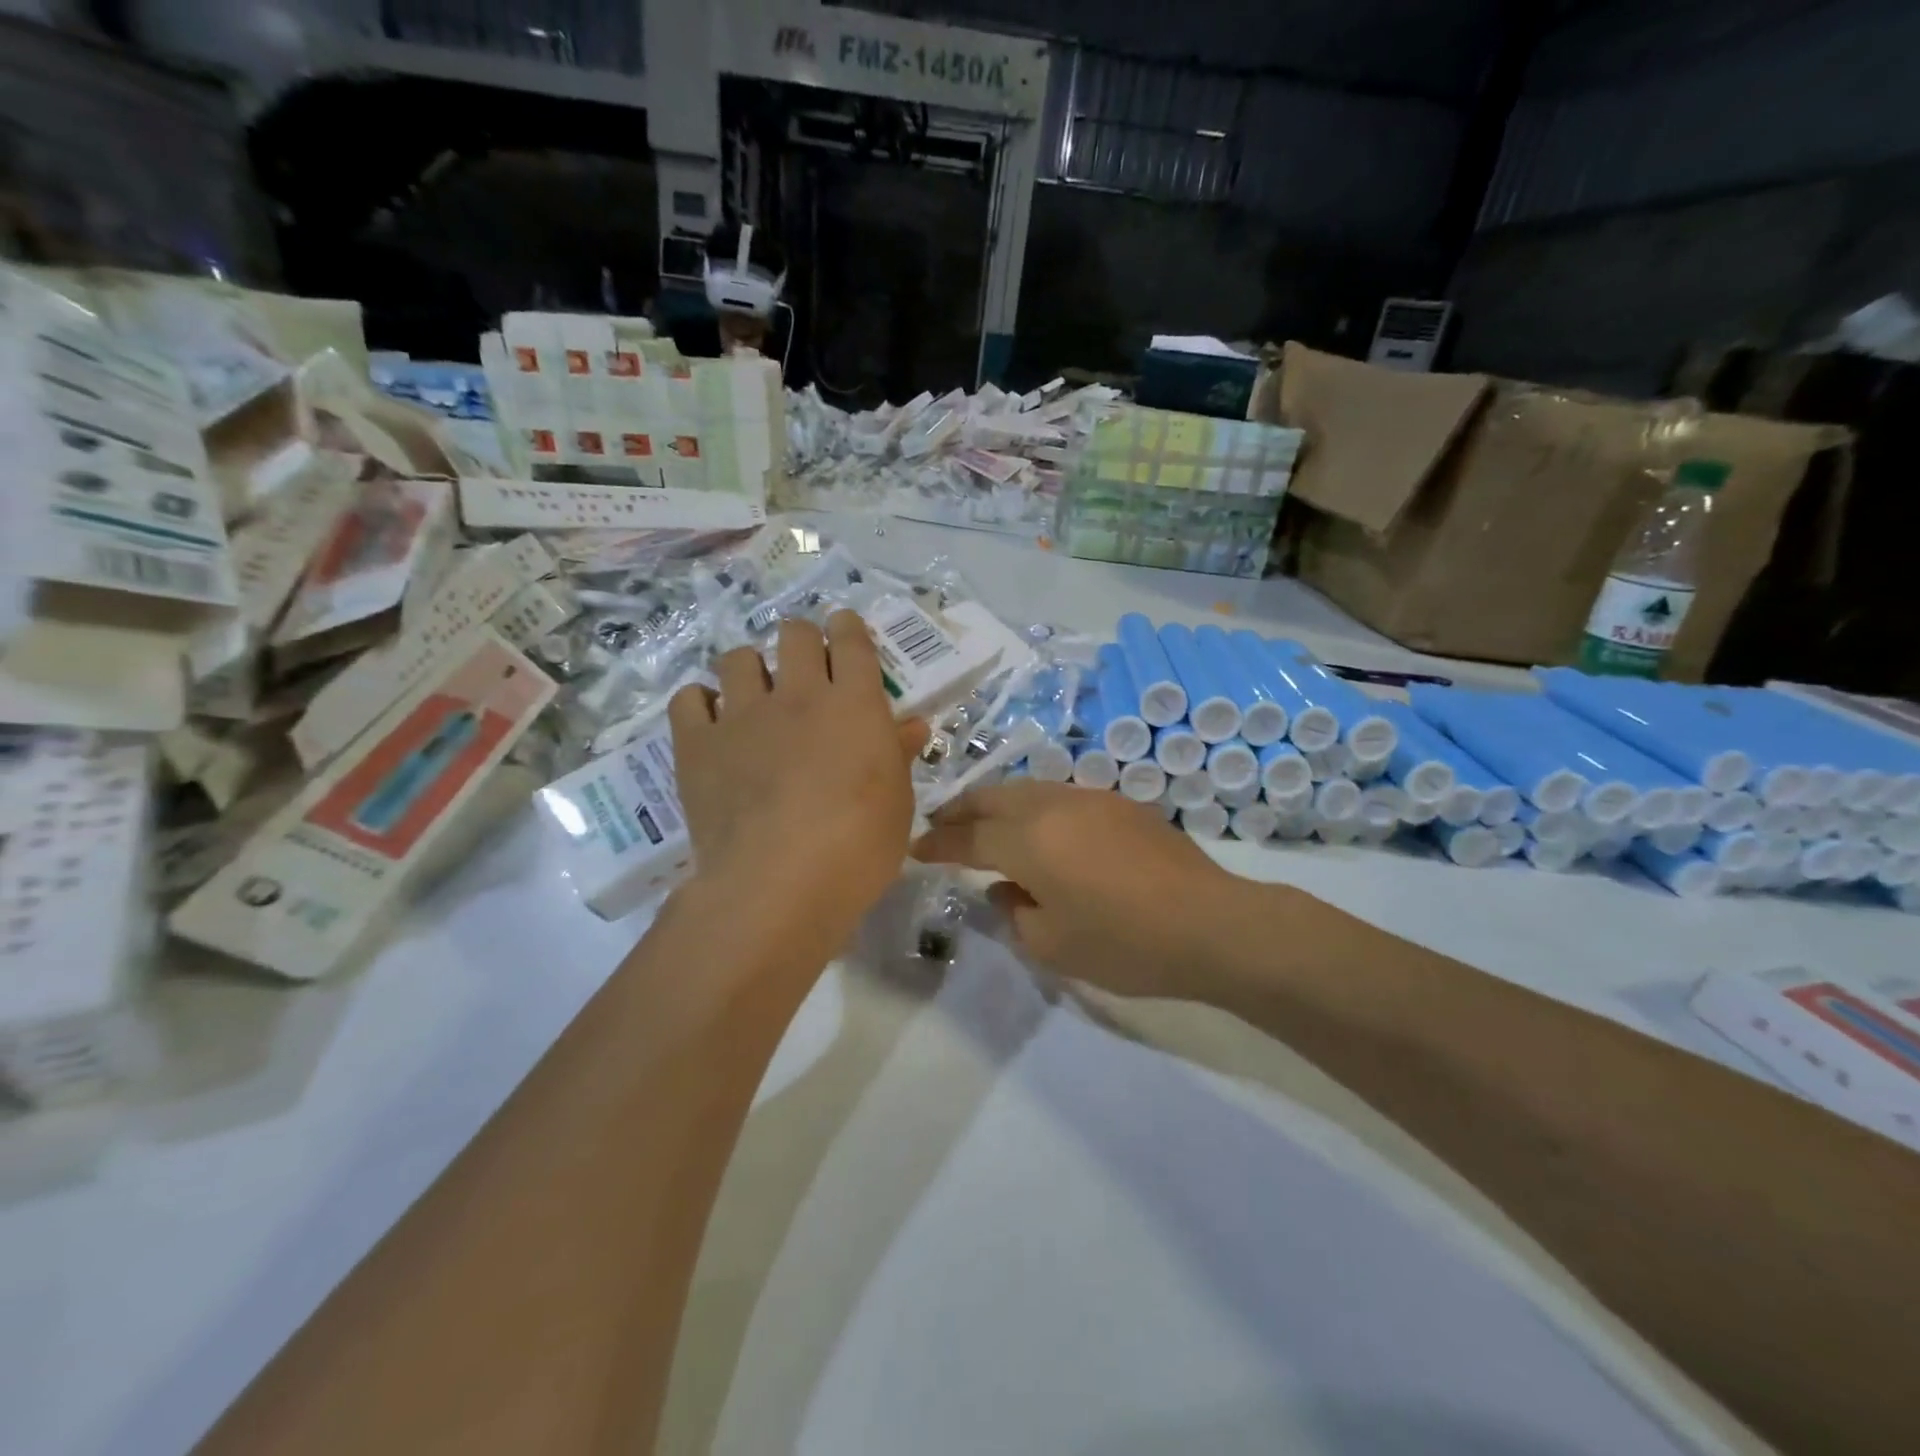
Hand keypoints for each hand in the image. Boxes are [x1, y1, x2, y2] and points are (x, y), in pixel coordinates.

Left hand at [669, 612, 926, 959]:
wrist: (778, 883)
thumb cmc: (858, 848)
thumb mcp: (896, 803)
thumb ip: (898, 755)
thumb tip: (911, 725)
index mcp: (853, 704)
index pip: (850, 640)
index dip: (847, 628)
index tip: (843, 632)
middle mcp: (797, 695)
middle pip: (793, 634)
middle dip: (801, 640)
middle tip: (804, 668)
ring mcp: (742, 716)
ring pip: (738, 658)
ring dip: (750, 669)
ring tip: (754, 697)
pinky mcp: (698, 744)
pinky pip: (689, 698)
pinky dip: (700, 703)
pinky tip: (711, 724)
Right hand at [913, 780, 1260, 999]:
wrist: (1209, 923)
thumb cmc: (1124, 943)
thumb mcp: (1052, 944)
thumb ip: (1014, 912)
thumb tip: (1004, 888)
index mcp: (1028, 841)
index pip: (967, 838)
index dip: (937, 843)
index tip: (916, 848)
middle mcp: (1052, 806)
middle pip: (993, 797)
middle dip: (961, 809)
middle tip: (941, 824)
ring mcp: (1089, 798)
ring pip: (1027, 789)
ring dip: (998, 803)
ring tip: (985, 822)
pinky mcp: (1119, 803)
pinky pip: (1060, 795)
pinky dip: (1034, 807)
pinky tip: (1040, 828)